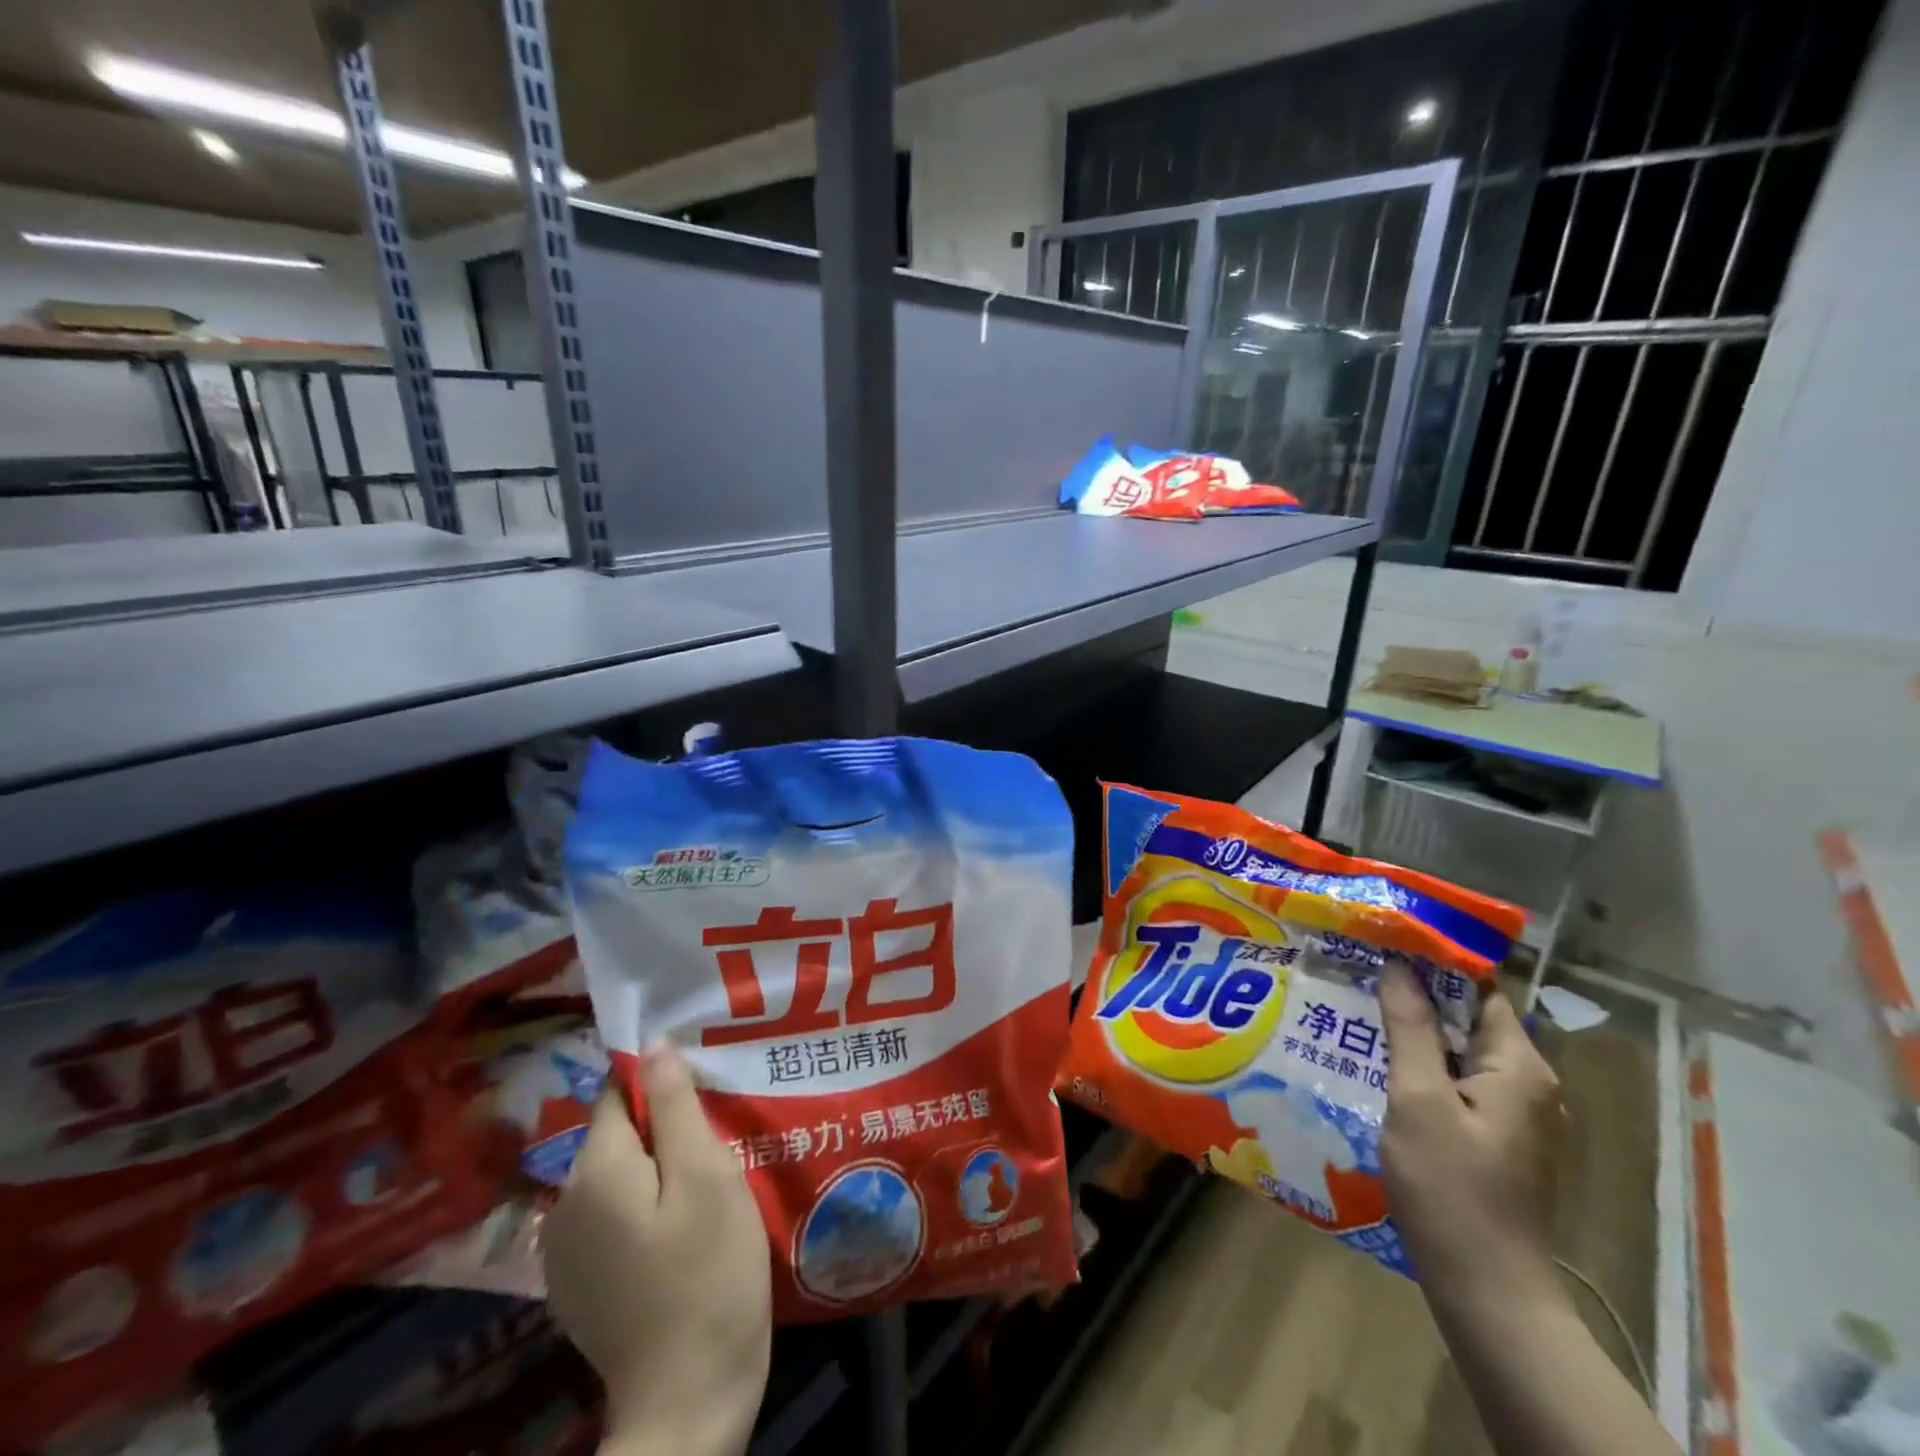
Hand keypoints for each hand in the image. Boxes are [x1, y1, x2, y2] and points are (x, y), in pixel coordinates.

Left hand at [542, 1043, 770, 1455]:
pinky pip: (609, 1218)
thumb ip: (674, 1105)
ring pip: (614, 1176)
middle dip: (661, 1129)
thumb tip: (652, 1044)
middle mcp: (563, 1203)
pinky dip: (641, 1210)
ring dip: (653, 1170)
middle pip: (615, 1135)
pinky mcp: (577, 1286)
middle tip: (716, 1145)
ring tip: (704, 1186)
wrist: (687, 1400)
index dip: (659, 1084)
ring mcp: (563, 1252)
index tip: (703, 1094)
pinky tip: (678, 1233)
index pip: (617, 1093)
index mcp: (594, 1169)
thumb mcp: (705, 1174)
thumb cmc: (708, 1271)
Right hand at [1377, 964, 1565, 1316]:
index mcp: (1520, 1067)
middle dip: (1418, 993)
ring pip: (1462, 1051)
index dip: (1434, 960)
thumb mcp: (1418, 1098)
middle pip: (1471, 1018)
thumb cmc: (1450, 1186)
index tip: (1384, 939)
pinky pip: (1459, 1082)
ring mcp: (1516, 1116)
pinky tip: (1379, 1062)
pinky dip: (1424, 1063)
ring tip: (1359, 1007)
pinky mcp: (1498, 1140)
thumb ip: (1411, 1028)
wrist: (1486, 1288)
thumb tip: (1399, 965)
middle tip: (1360, 969)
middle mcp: (1529, 1084)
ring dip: (1417, 1029)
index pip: (1480, 988)